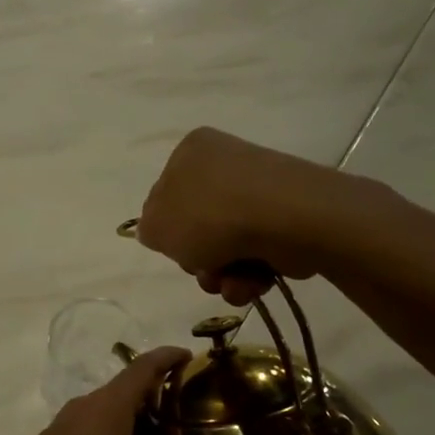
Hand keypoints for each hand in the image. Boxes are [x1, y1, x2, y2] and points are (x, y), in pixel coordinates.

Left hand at [0, 346, 281, 434]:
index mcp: (108, 408)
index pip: (144, 366)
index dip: (169, 357)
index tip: (191, 356)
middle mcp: (82, 409)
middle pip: (124, 388)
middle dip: (155, 392)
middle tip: (188, 409)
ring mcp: (58, 431)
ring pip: (102, 412)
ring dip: (129, 417)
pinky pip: (85, 434)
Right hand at [135, 127, 342, 305]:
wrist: (285, 219)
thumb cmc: (210, 214)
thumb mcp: (157, 225)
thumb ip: (148, 229)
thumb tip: (161, 232)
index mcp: (191, 153)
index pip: (165, 196)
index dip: (167, 230)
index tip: (174, 246)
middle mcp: (225, 166)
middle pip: (196, 228)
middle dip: (198, 260)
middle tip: (204, 267)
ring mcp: (258, 193)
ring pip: (225, 249)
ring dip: (221, 276)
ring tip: (230, 281)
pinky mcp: (285, 221)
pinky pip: (255, 256)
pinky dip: (249, 276)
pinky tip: (252, 282)